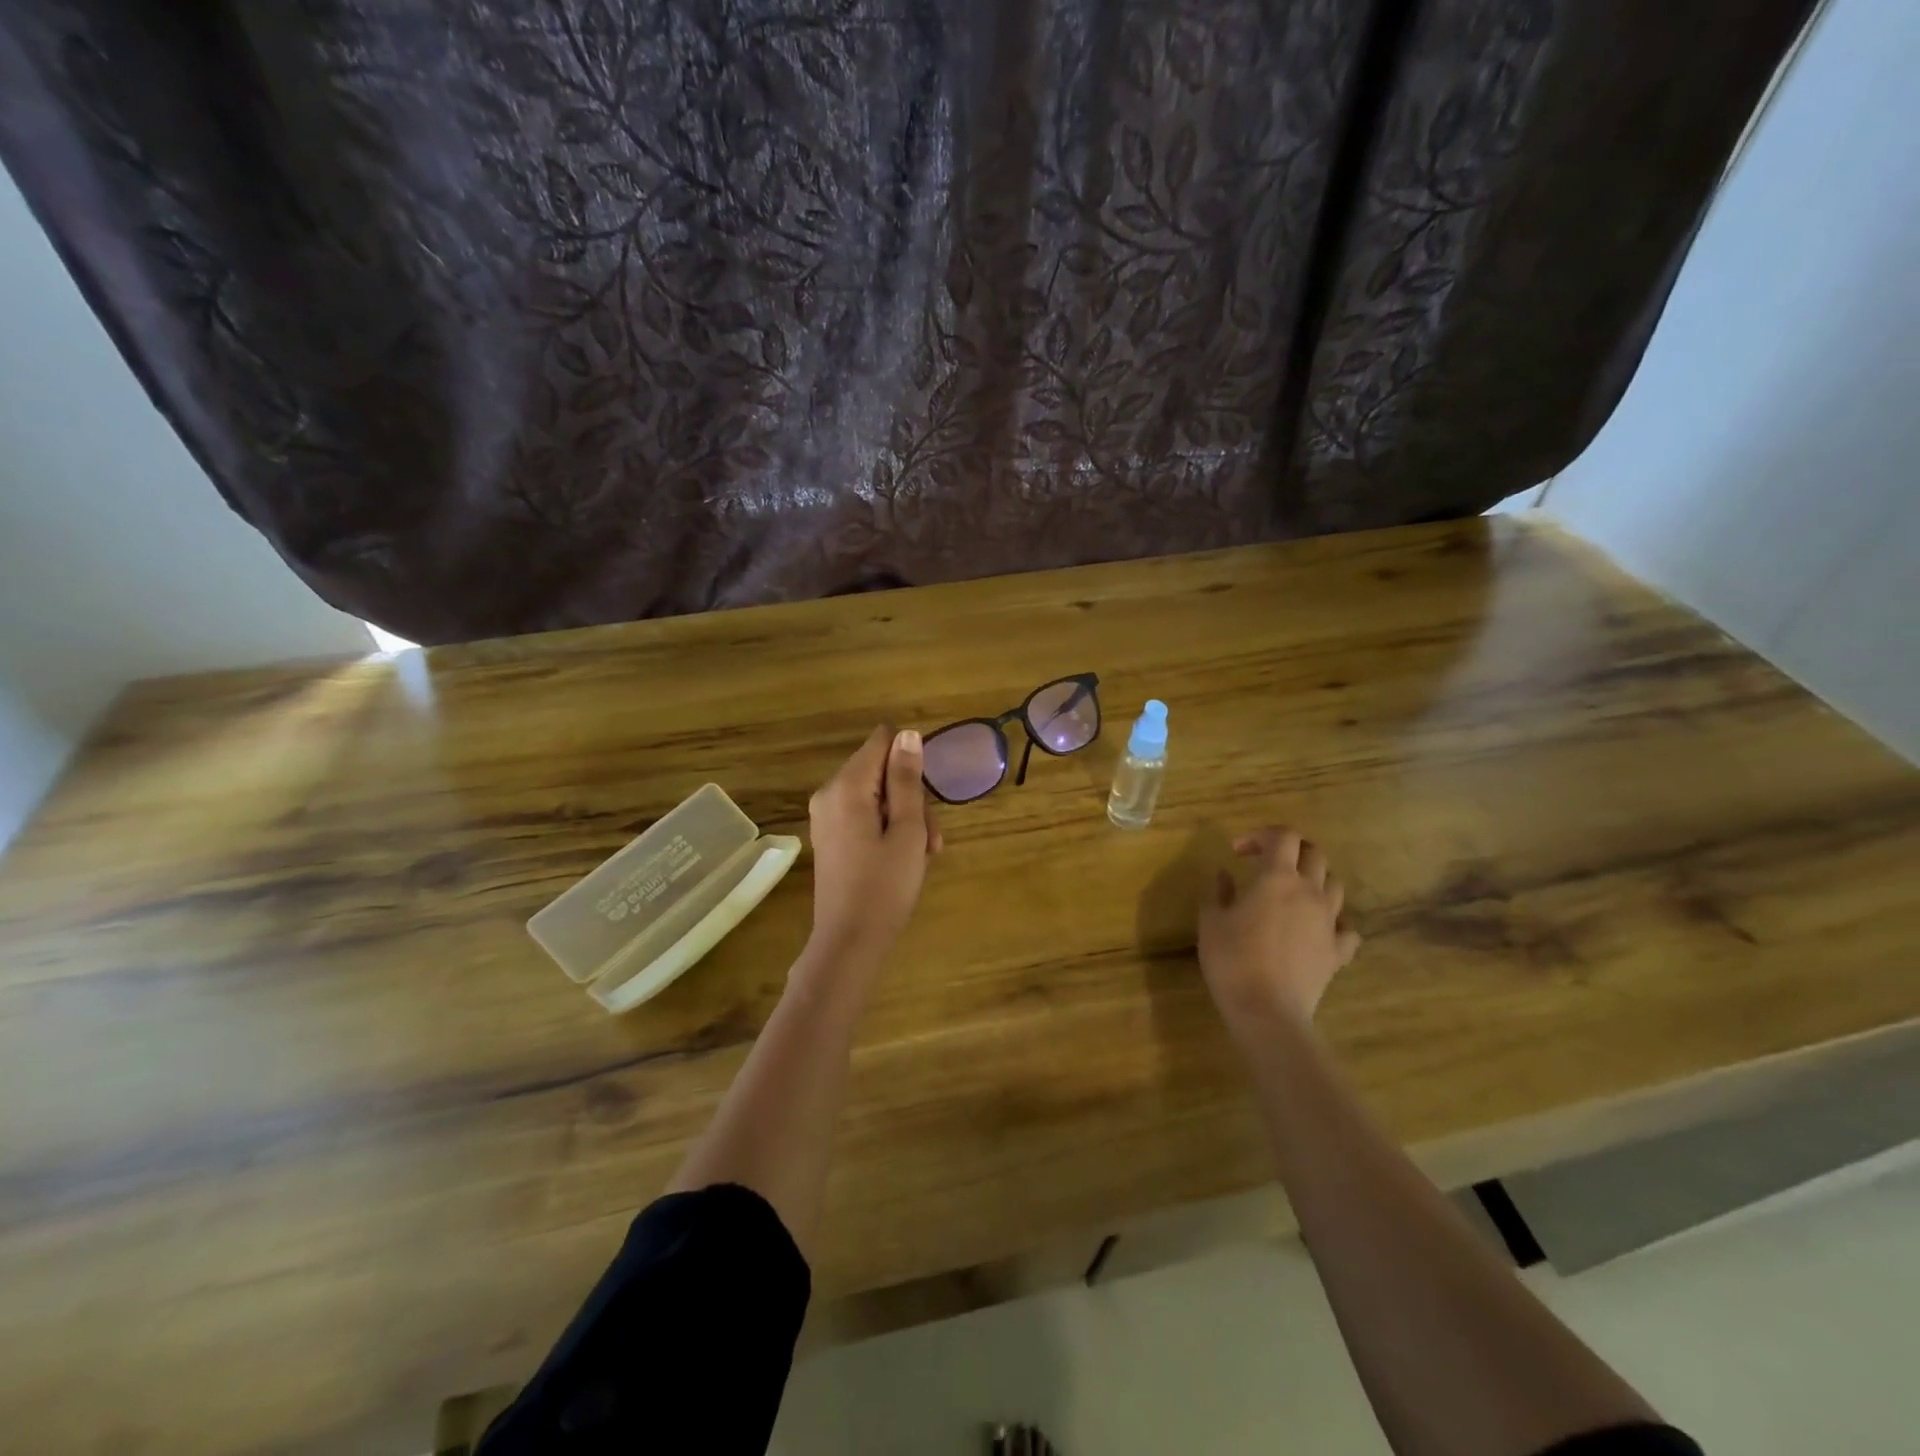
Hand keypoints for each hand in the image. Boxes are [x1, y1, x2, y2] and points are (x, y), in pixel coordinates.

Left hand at [805, 725, 942, 967]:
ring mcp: (826, 816)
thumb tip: (907, 734)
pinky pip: (863, 815)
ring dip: (905, 816)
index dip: (910, 760)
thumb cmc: (885, 887)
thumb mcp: (907, 830)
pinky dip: (887, 828)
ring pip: (875, 795)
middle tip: (930, 837)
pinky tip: (904, 857)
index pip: (882, 741)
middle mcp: (829, 793)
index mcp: (847, 786)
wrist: (849, 942)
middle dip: (911, 796)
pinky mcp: (830, 836)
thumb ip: (906, 780)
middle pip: (879, 770)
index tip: (925, 795)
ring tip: (924, 853)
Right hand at [1198, 827, 1360, 1034]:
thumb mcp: (1211, 920)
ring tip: (1292, 892)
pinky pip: (1346, 928)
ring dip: (1314, 880)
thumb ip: (1218, 891)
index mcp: (1277, 878)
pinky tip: (1317, 928)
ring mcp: (1329, 922)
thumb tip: (1224, 873)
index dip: (1262, 835)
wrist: (1267, 1010)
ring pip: (1335, 885)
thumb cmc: (1232, 959)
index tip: (1238, 851)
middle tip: (1266, 863)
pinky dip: (1333, 921)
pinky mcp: (1338, 951)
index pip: (1283, 836)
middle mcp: (1309, 892)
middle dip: (1291, 851)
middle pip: (1314, 854)